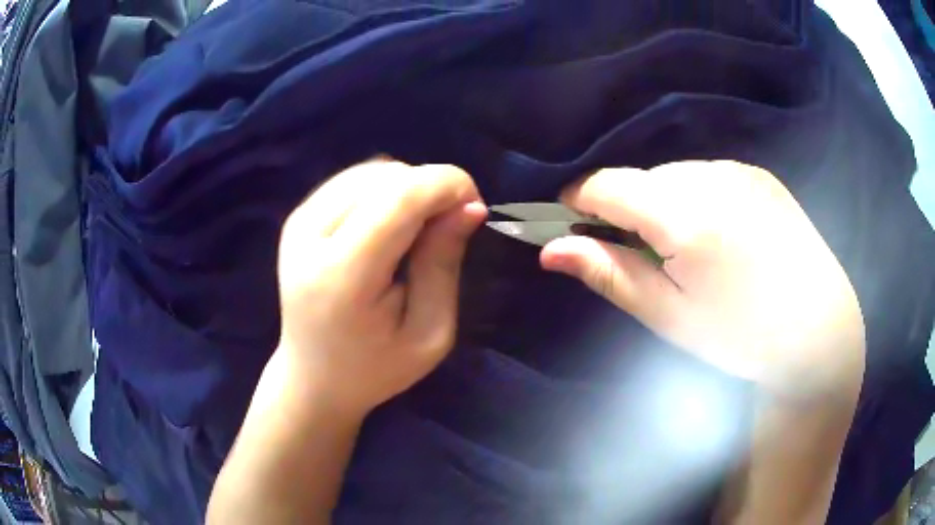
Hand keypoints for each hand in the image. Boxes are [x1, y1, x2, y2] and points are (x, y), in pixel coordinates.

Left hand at [275, 160, 486, 417]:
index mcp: (342, 275)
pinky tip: (389, 225)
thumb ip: (444, 264)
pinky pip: (353, 179)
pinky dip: (384, 190)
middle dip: (432, 188)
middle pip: (387, 177)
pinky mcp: (296, 218)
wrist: (312, 378)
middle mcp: (310, 236)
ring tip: (417, 231)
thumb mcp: (429, 333)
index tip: (474, 207)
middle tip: (448, 226)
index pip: (399, 197)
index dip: (447, 185)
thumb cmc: (375, 369)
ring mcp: (298, 223)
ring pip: (372, 171)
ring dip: (409, 188)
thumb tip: (470, 205)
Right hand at [540, 161, 864, 400]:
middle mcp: (711, 179)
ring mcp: (739, 171)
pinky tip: (719, 234)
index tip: (572, 224)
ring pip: (674, 174)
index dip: (579, 201)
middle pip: (641, 179)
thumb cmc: (740, 336)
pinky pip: (707, 175)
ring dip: (663, 202)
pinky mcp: (758, 175)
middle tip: (643, 256)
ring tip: (687, 248)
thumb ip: (610, 274)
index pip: (607, 185)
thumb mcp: (670, 316)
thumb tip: (550, 250)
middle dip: (626, 209)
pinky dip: (696, 196)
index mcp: (686, 217)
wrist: (818, 328)